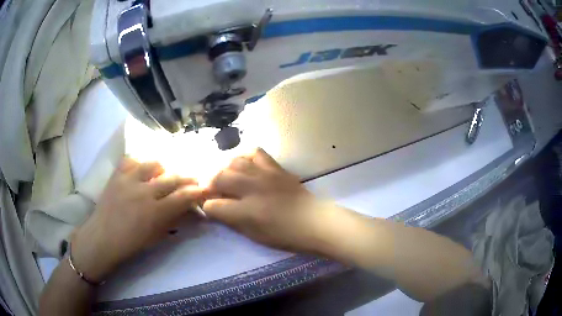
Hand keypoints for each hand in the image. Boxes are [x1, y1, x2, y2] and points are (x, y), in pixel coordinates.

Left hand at [71, 157, 203, 281]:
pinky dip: (140, 163)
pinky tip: (142, 170)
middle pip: (173, 177)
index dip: (198, 191)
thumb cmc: (131, 243)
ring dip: (164, 168)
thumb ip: (173, 220)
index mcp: (156, 212)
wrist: (102, 237)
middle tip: (192, 178)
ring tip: (165, 173)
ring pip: (154, 164)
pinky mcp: (117, 174)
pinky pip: (132, 160)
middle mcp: (144, 191)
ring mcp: (129, 179)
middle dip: (187, 178)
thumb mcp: (156, 237)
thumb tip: (188, 209)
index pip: (184, 196)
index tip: (206, 188)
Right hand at [203, 148, 339, 253]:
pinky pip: (255, 152)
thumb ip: (231, 220)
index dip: (207, 207)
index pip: (213, 205)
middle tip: (210, 189)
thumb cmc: (284, 234)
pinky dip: (244, 156)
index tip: (210, 208)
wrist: (313, 221)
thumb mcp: (254, 234)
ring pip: (233, 162)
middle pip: (219, 178)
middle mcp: (252, 189)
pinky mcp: (275, 167)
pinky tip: (243, 164)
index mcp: (246, 212)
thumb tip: (214, 208)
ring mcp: (264, 174)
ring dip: (223, 169)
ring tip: (224, 176)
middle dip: (209, 184)